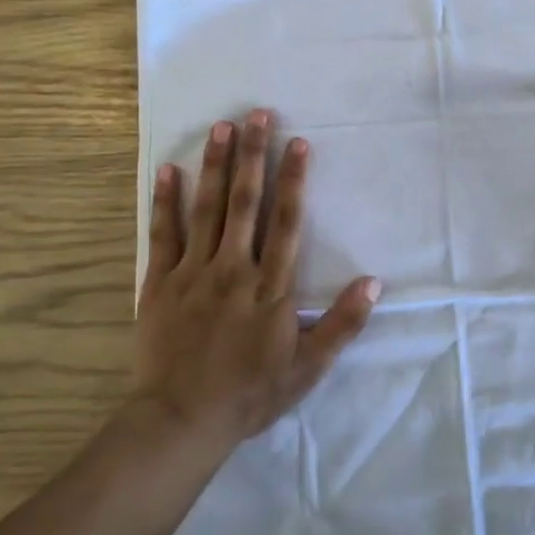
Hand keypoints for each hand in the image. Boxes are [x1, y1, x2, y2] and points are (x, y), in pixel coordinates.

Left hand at [136, 109, 380, 446]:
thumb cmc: (250, 393)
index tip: (298, 142)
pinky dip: (166, 201)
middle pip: (247, 202)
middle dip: (254, 155)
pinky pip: (164, 234)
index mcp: (271, 287)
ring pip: (208, 208)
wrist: (181, 420)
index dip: (293, 180)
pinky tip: (169, 170)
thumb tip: (373, 282)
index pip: (286, 222)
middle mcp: (234, 269)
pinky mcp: (160, 283)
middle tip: (257, 114)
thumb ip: (342, 323)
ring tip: (222, 127)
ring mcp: (194, 273)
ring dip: (216, 165)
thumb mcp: (308, 368)